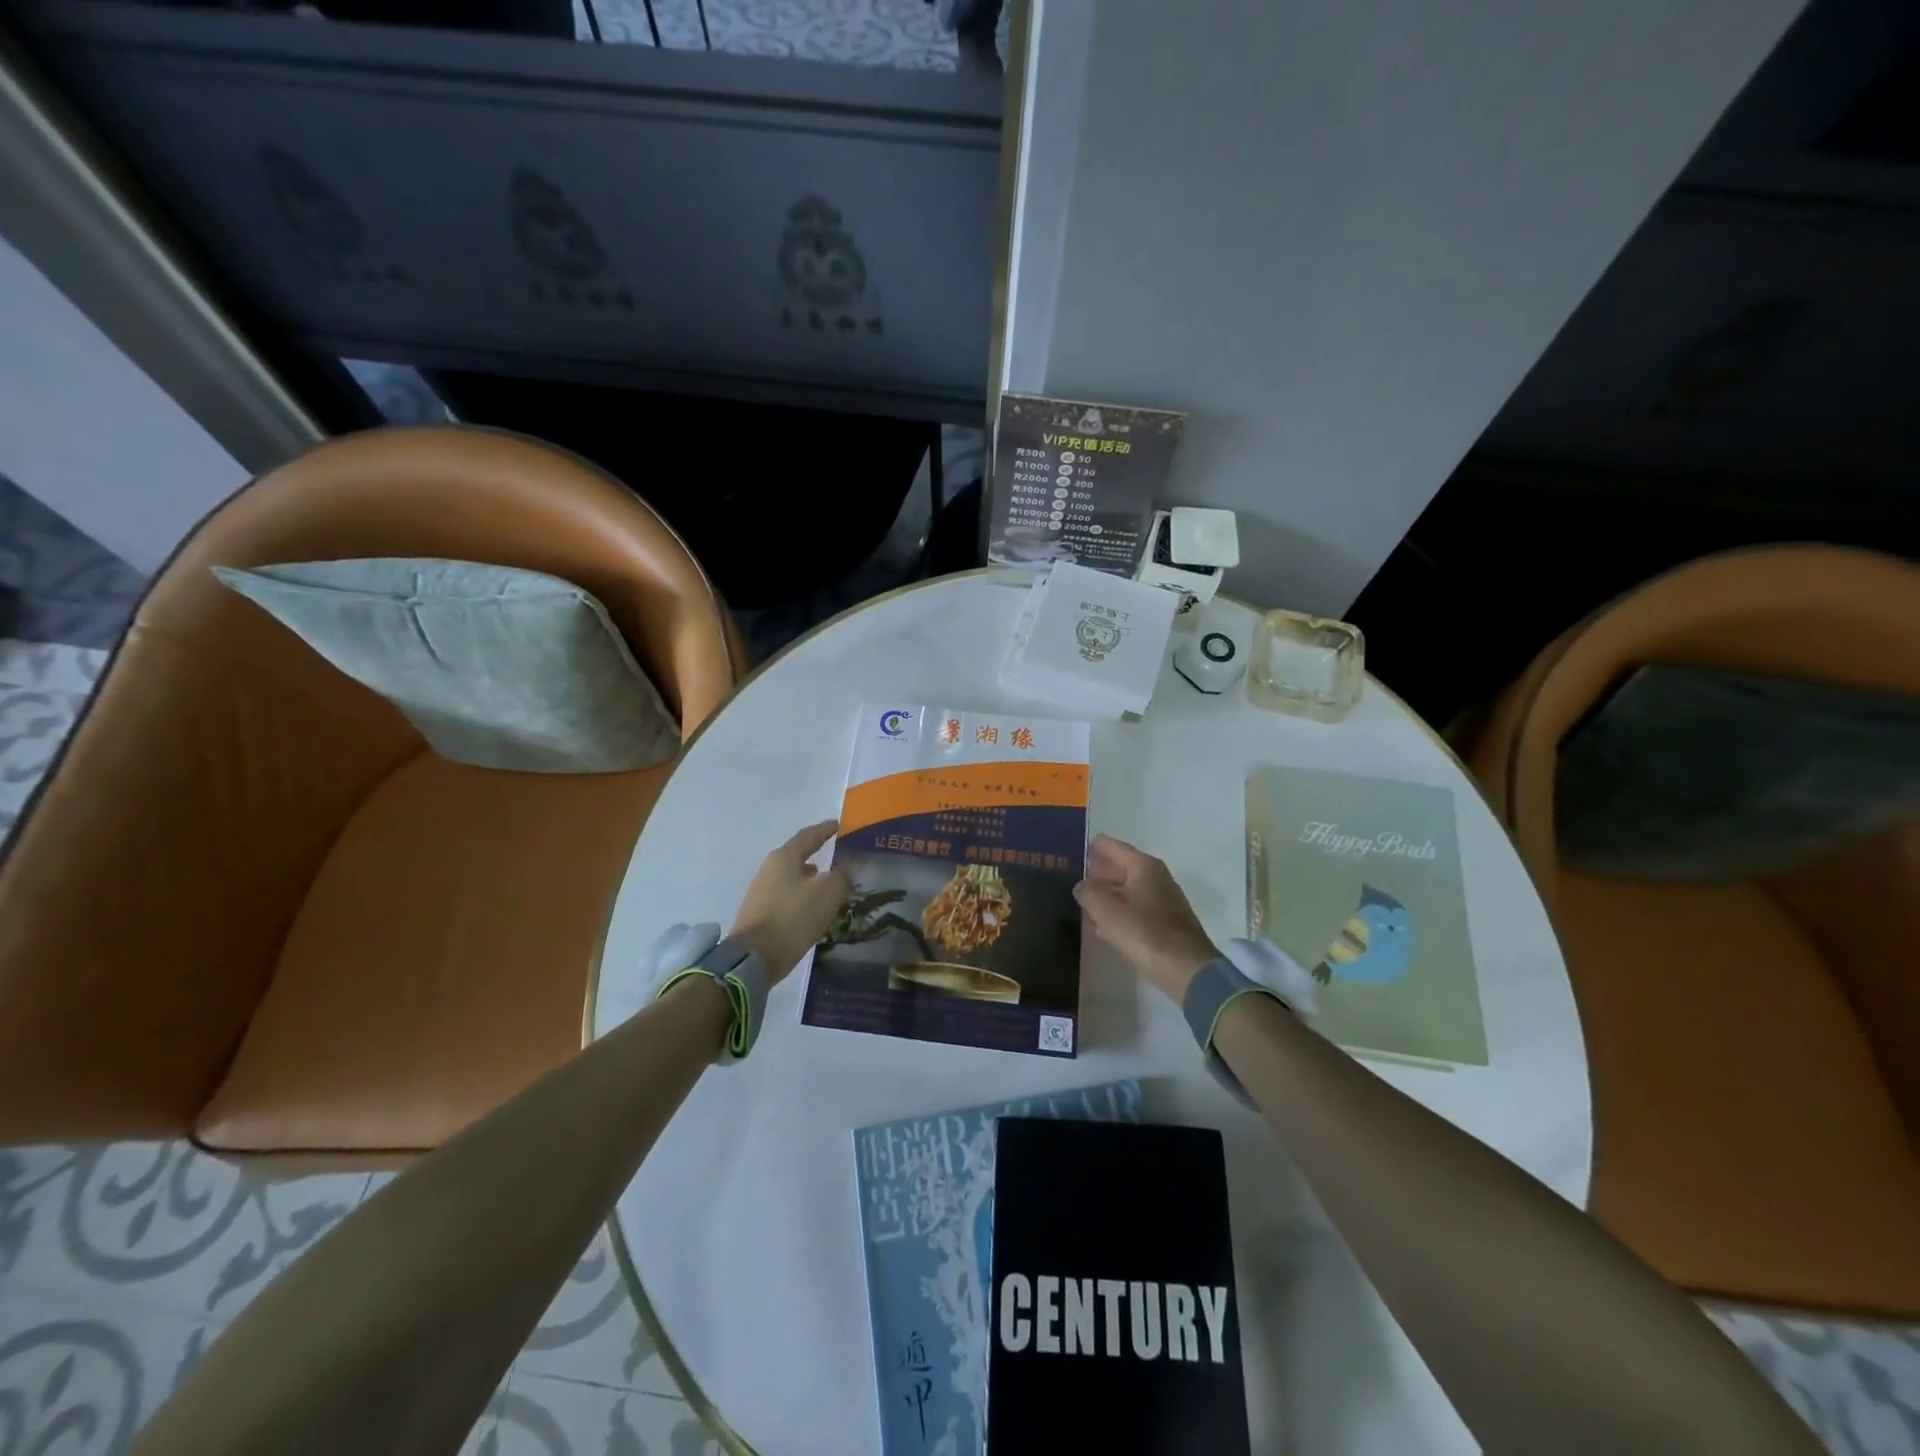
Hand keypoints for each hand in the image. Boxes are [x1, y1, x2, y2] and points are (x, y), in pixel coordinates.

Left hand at [728, 821, 852, 982]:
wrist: (753, 958)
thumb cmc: (792, 919)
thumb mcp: (826, 895)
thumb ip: (840, 877)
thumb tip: (844, 870)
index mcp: (784, 858)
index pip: (808, 836)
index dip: (825, 830)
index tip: (837, 825)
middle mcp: (769, 869)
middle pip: (796, 854)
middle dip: (815, 852)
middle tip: (833, 852)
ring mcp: (760, 890)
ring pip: (790, 875)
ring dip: (807, 875)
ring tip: (824, 879)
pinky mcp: (758, 911)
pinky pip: (785, 894)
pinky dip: (800, 893)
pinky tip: (810, 904)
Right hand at [1073, 834, 1219, 1003]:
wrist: (1185, 968)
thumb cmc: (1142, 930)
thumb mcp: (1104, 908)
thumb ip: (1087, 891)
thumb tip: (1082, 886)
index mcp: (1143, 865)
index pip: (1110, 845)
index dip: (1090, 848)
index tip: (1071, 854)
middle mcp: (1156, 876)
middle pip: (1120, 866)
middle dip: (1098, 873)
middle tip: (1074, 880)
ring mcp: (1164, 899)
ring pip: (1128, 889)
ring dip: (1107, 895)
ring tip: (1085, 904)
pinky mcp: (1167, 922)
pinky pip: (1136, 909)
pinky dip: (1120, 912)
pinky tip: (1104, 927)